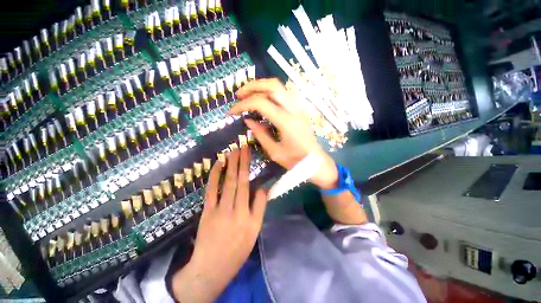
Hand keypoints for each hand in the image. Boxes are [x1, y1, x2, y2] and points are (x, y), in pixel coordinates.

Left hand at [172, 146, 268, 302]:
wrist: (211, 268)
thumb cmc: (237, 249)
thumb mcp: (255, 231)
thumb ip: (260, 207)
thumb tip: (264, 187)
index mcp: (249, 215)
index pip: (251, 186)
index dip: (249, 168)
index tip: (249, 154)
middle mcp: (236, 210)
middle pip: (239, 180)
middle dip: (240, 161)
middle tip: (241, 145)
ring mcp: (219, 210)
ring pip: (226, 182)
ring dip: (229, 164)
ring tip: (232, 150)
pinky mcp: (207, 211)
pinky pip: (211, 190)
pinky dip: (214, 176)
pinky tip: (217, 165)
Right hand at [230, 78, 337, 188]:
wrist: (315, 161)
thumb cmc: (295, 160)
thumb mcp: (274, 151)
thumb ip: (260, 134)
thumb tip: (248, 120)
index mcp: (286, 121)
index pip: (261, 103)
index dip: (243, 105)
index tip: (232, 112)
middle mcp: (293, 109)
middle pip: (272, 86)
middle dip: (252, 86)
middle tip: (239, 95)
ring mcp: (298, 107)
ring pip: (279, 87)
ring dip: (261, 87)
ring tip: (248, 95)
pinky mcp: (299, 109)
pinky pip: (283, 94)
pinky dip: (270, 92)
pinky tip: (263, 100)